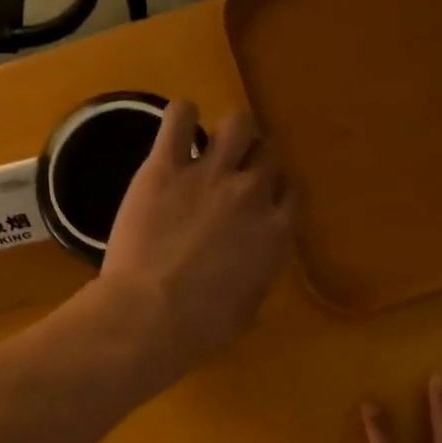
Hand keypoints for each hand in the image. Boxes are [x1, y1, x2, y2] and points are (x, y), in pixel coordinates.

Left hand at [99, 100, 291, 376]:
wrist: (151, 315)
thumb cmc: (200, 327)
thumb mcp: (245, 310)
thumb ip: (257, 278)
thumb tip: (254, 268)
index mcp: (275, 232)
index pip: (291, 193)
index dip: (276, 193)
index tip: (263, 201)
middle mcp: (250, 194)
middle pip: (268, 155)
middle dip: (254, 162)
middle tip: (233, 176)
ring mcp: (209, 175)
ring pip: (237, 123)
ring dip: (230, 131)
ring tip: (212, 143)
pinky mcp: (164, 166)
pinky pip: (179, 116)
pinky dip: (181, 115)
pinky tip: (177, 127)